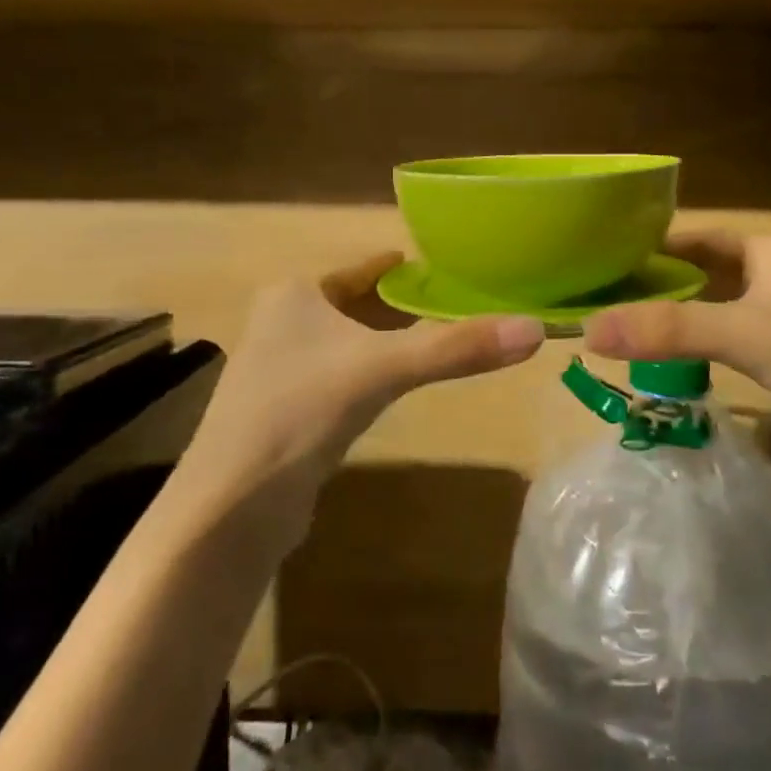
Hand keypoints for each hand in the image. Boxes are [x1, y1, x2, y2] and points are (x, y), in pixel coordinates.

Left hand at [177, 252, 544, 547]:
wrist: (233, 504)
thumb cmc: (303, 409)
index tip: (448, 265)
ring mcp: (280, 368)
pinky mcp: (286, 410)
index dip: (404, 268)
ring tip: (440, 336)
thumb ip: (457, 348)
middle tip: (458, 302)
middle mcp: (282, 321)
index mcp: (295, 293)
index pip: (362, 270)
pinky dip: (374, 372)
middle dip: (402, 305)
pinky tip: (400, 383)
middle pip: (356, 304)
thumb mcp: (385, 368)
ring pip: (350, 341)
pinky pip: (342, 375)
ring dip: (389, 339)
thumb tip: (536, 329)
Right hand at [583, 231, 770, 491]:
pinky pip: (734, 338)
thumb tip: (589, 330)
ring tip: (628, 325)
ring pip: (720, 307)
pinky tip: (673, 359)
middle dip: (661, 282)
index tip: (607, 257)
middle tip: (607, 295)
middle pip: (707, 271)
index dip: (656, 244)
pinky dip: (703, 343)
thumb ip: (668, 330)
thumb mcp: (743, 335)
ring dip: (680, 315)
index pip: (701, 238)